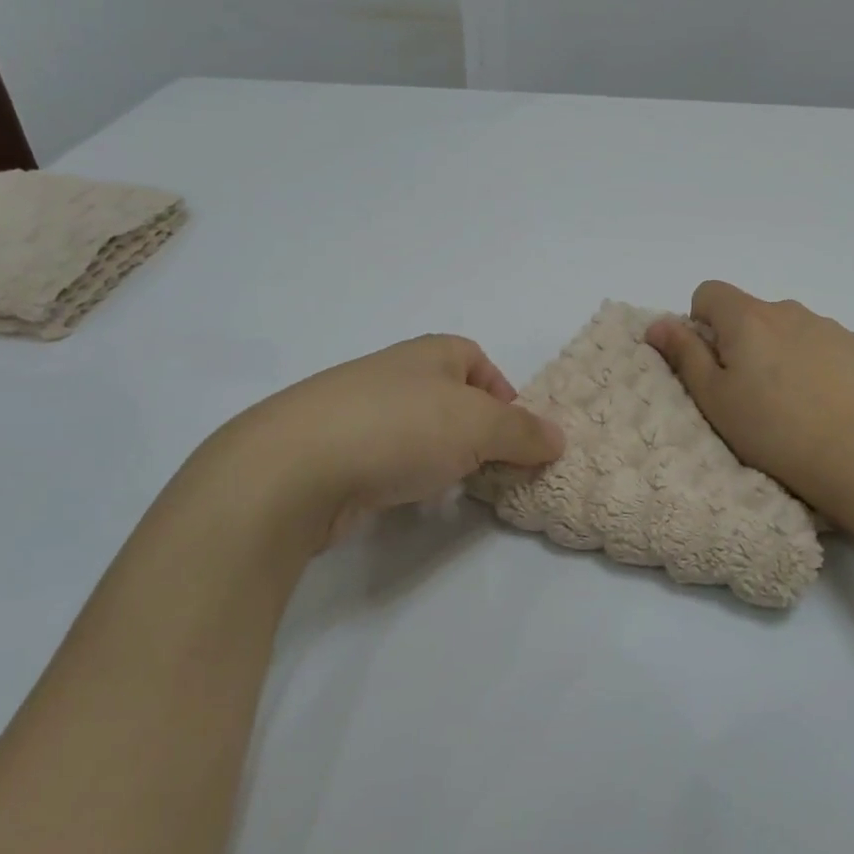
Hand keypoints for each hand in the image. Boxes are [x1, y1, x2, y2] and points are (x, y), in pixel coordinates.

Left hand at [170, 335, 564, 562]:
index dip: (504, 395)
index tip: (517, 436)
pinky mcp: (336, 454)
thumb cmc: (401, 427)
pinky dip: (405, 478)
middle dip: (477, 434)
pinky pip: (388, 461)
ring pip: (419, 433)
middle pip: (451, 400)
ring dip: (442, 460)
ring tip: (454, 489)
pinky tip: (408, 500)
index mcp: (430, 354)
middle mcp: (395, 375)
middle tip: (494, 469)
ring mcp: (360, 413)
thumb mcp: (480, 425)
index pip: (478, 361)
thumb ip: (524, 432)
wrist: (296, 467)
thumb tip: (558, 438)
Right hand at [644, 283, 853, 516]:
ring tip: (790, 402)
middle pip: (750, 312)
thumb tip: (658, 322)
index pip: (709, 292)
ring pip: (787, 328)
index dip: (701, 323)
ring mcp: (828, 326)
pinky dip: (814, 362)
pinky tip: (823, 401)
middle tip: (748, 393)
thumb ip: (683, 354)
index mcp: (747, 318)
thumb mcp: (714, 398)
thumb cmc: (773, 431)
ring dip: (779, 351)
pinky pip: (821, 343)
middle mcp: (787, 310)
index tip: (711, 362)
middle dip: (741, 341)